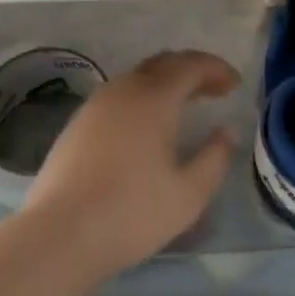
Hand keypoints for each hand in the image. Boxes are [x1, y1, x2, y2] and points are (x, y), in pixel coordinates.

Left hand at [22, 50, 239, 283]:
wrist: (60, 232)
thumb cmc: (131, 213)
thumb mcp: (188, 195)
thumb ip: (214, 159)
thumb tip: (226, 132)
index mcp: (154, 97)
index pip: (191, 65)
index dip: (216, 69)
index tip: (234, 83)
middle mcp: (125, 88)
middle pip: (164, 63)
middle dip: (192, 70)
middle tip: (214, 89)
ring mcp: (98, 102)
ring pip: (139, 76)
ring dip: (166, 82)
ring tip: (185, 104)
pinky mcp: (79, 121)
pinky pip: (120, 93)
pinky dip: (143, 96)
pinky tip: (147, 124)